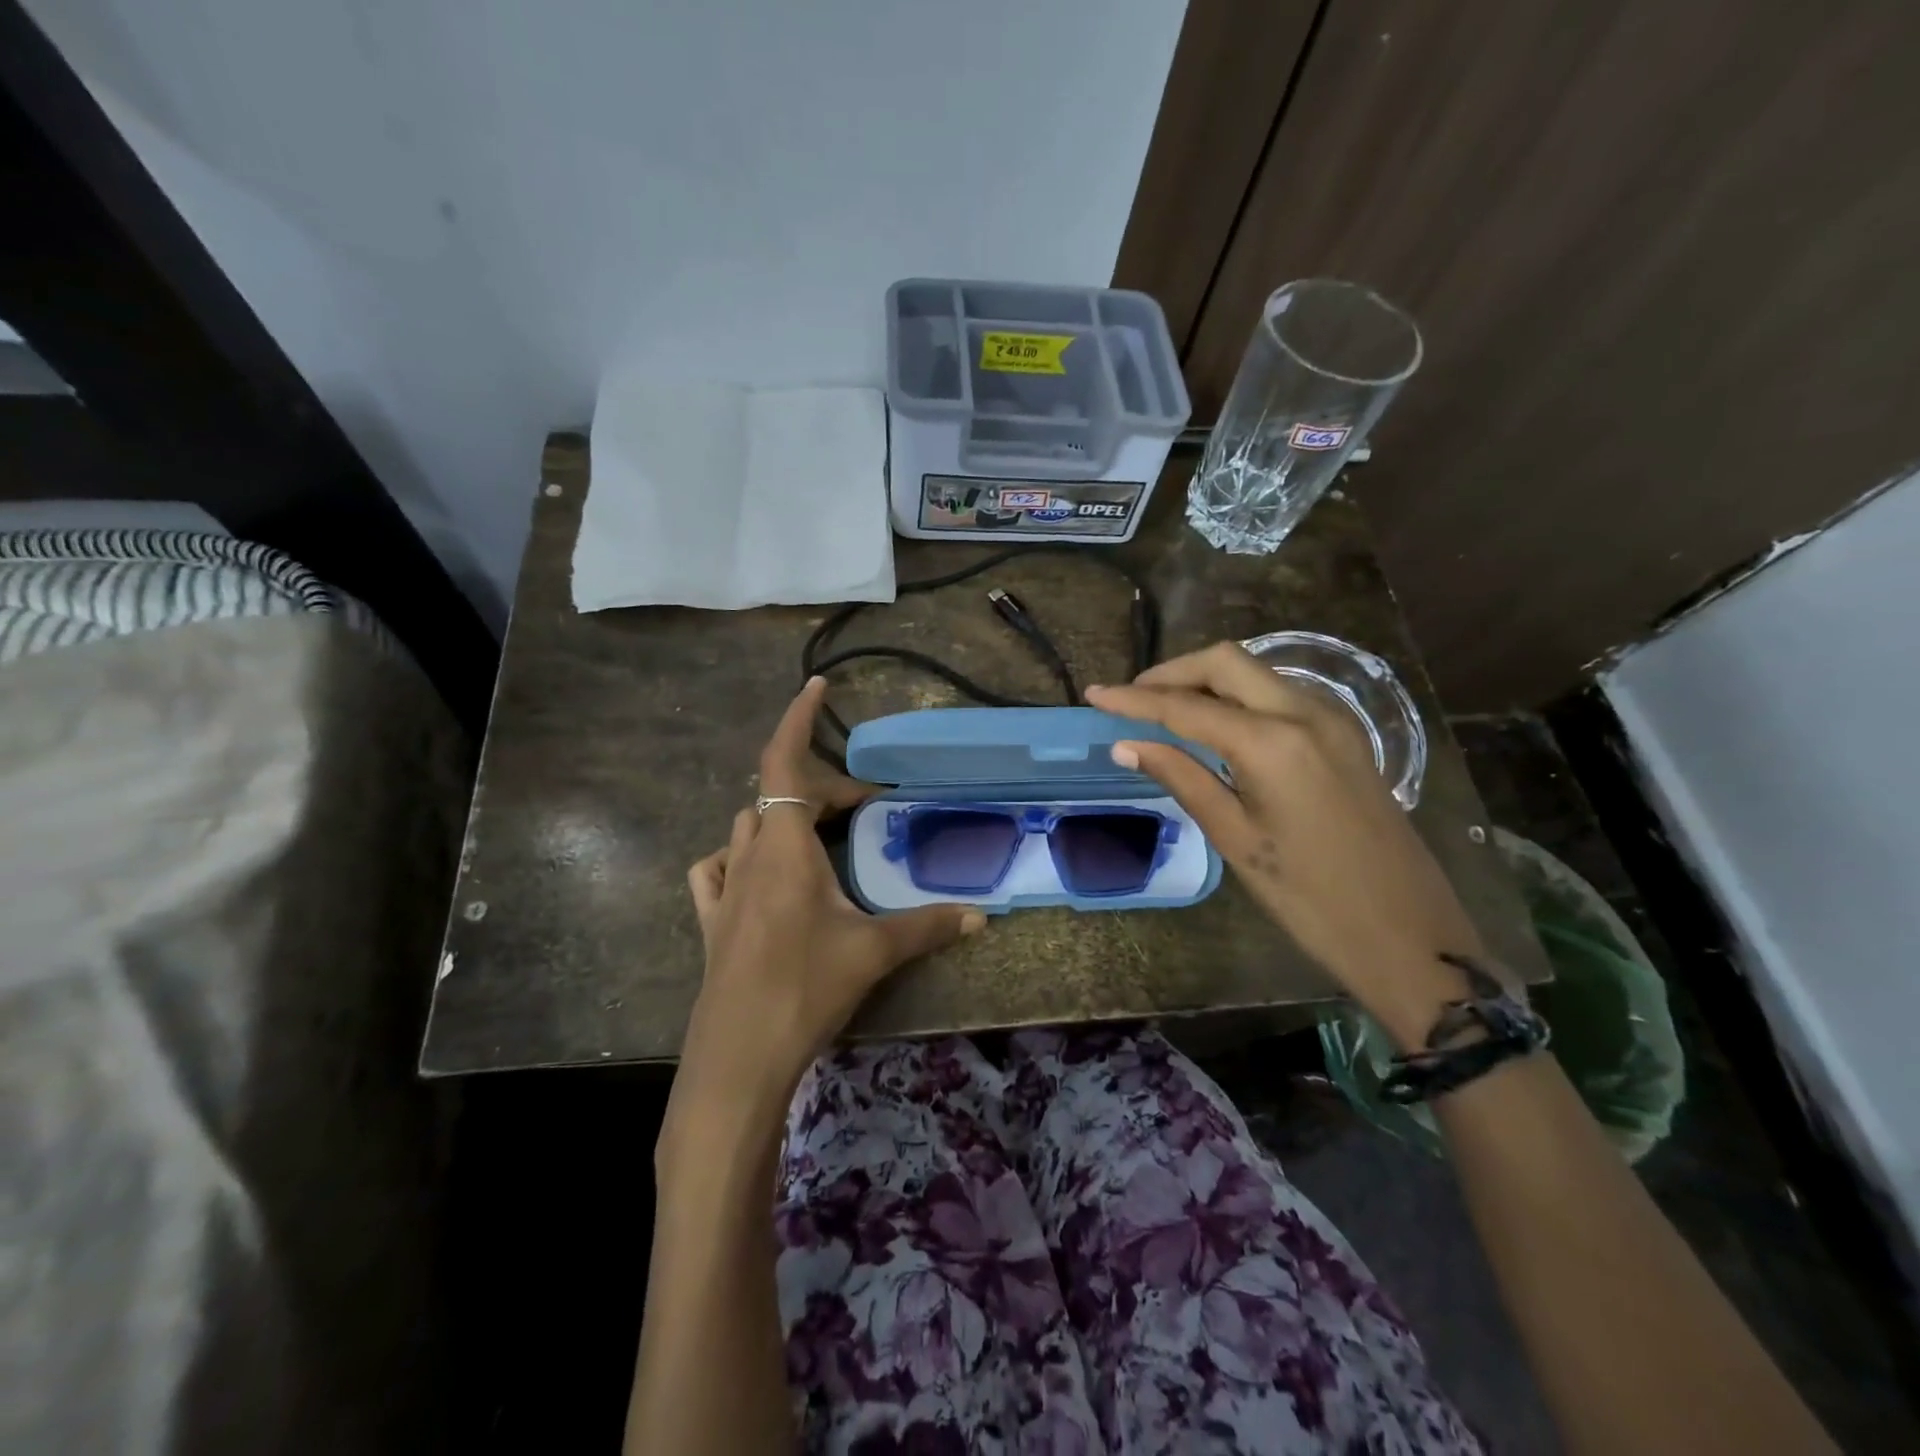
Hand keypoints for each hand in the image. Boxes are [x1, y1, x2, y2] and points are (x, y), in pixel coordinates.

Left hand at [672, 678, 983, 1139]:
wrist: (738, 1056)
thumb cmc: (804, 989)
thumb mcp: (873, 952)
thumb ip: (927, 926)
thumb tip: (980, 917)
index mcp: (784, 847)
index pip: (784, 762)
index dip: (798, 718)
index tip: (816, 685)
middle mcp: (748, 855)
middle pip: (779, 795)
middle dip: (822, 788)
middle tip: (865, 807)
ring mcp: (723, 888)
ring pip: (748, 826)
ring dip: (784, 818)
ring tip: (821, 836)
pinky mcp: (711, 921)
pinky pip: (716, 868)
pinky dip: (739, 855)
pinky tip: (758, 874)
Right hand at [1085, 643, 1483, 1013]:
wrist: (1409, 934)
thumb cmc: (1310, 897)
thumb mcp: (1235, 838)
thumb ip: (1181, 778)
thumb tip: (1126, 745)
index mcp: (1272, 742)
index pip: (1186, 706)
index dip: (1134, 700)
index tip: (1093, 694)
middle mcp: (1305, 712)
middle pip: (1226, 662)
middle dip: (1173, 673)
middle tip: (1133, 700)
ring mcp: (1333, 719)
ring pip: (1256, 673)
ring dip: (1207, 681)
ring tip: (1166, 712)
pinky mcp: (1346, 735)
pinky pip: (1281, 694)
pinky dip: (1240, 696)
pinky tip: (1219, 725)